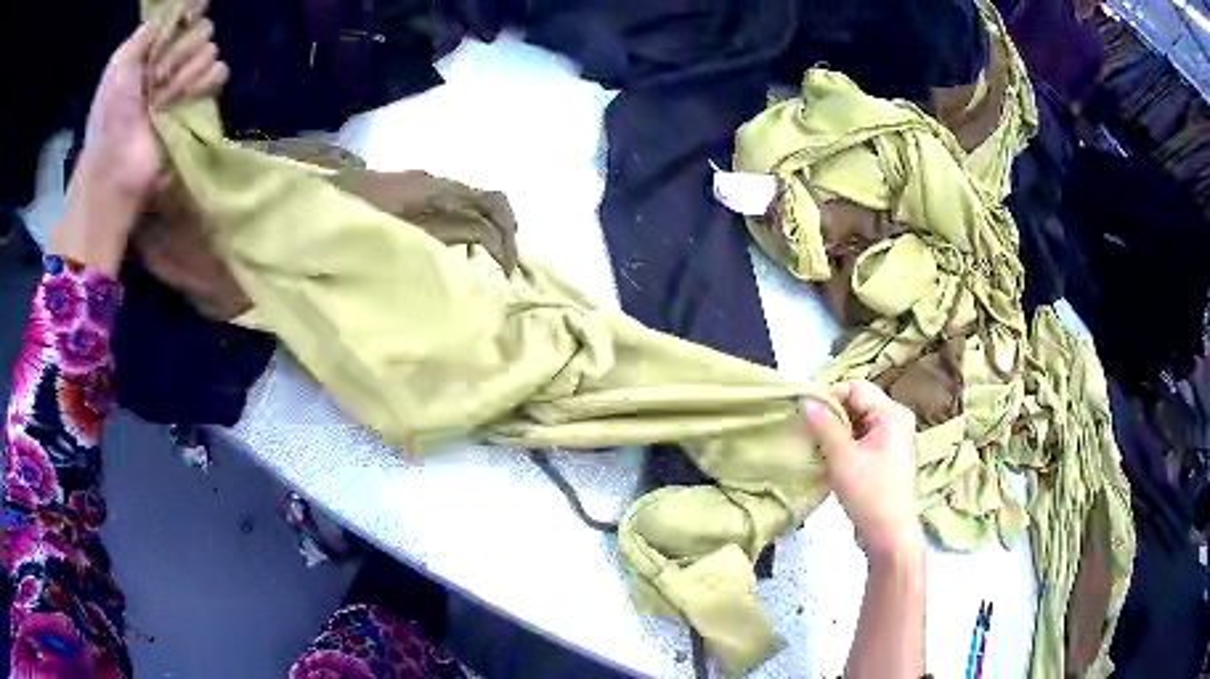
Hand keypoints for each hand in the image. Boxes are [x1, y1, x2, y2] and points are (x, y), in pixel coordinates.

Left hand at [77, 10, 227, 208]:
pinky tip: (184, 101)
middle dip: (180, 53)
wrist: (117, 169)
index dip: (189, 12)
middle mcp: (170, 60)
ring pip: (210, 52)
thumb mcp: (117, 68)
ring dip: (185, 76)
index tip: (192, 13)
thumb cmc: (110, 119)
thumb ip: (142, 36)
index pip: (183, 16)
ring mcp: (185, 82)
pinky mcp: (197, 103)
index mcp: (152, 49)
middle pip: (201, 30)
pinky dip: (205, 84)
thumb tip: (170, 15)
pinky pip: (219, 74)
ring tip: (163, 101)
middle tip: (156, 80)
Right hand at [804, 381, 922, 561]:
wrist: (891, 536)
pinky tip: (829, 457)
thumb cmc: (870, 495)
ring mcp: (894, 440)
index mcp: (892, 414)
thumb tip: (805, 399)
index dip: (829, 395)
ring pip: (859, 422)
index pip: (856, 388)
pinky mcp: (887, 458)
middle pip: (859, 403)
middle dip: (831, 413)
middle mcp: (897, 420)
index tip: (803, 410)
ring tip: (814, 443)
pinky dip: (845, 444)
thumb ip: (824, 425)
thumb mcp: (843, 458)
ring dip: (836, 430)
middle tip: (806, 428)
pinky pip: (863, 439)